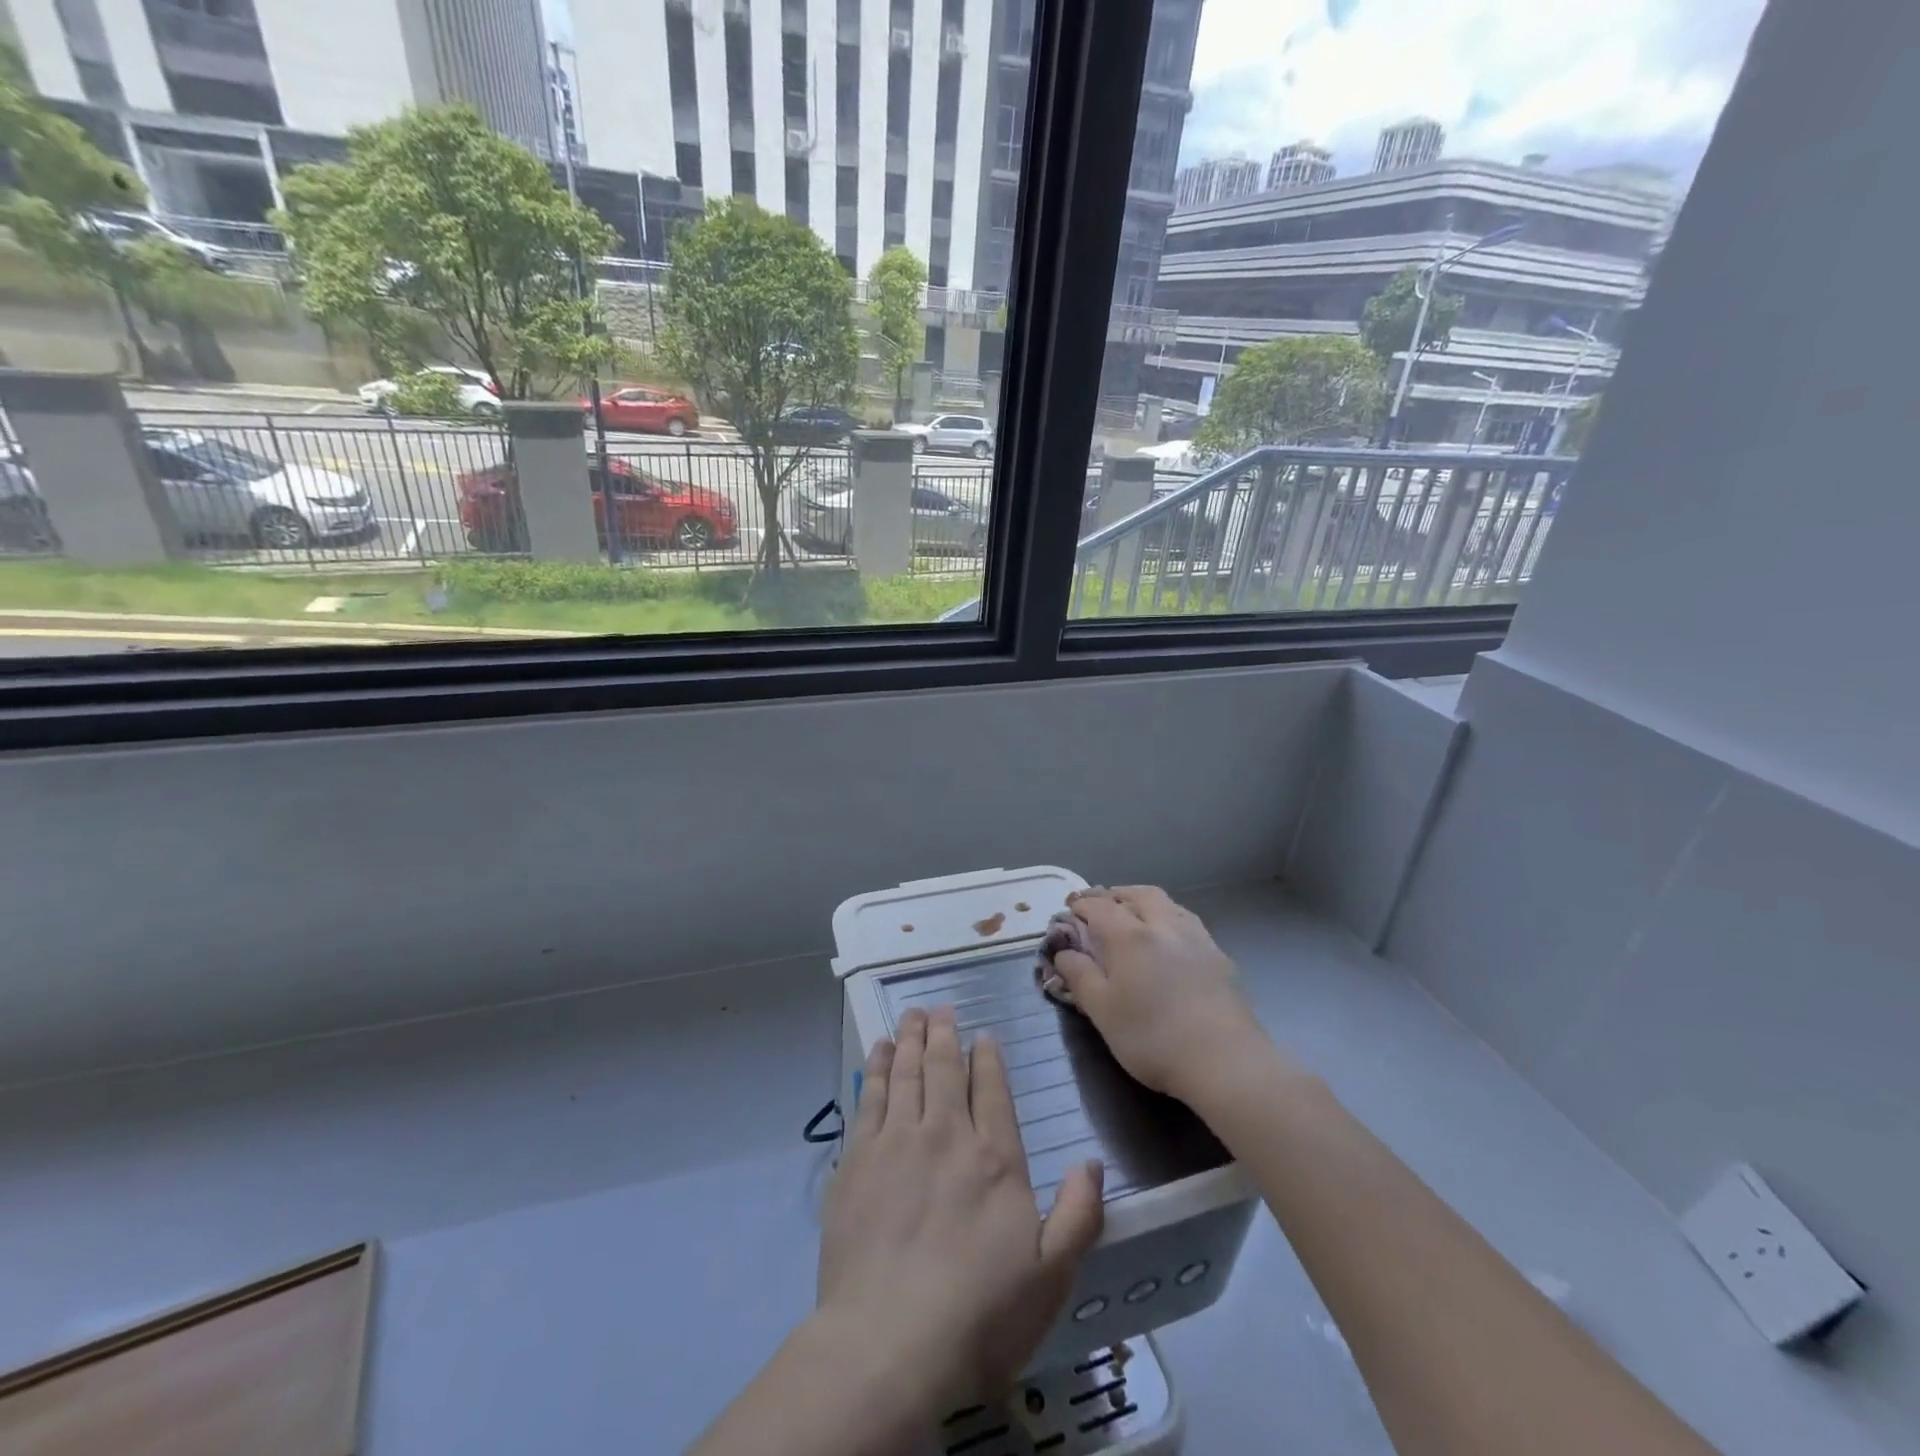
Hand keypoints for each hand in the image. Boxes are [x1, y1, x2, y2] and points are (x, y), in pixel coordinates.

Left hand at [816, 1006, 1104, 1416]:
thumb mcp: (1050, 1278)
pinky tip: (879, 1051)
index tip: (982, 1036)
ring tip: (912, 1015)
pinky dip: (877, 1067)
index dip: (986, 1058)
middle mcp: (945, 1135)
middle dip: (944, 1033)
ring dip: (910, 1038)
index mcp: (994, 1158)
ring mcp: (896, 1142)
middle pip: (943, 1067)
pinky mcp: (857, 1159)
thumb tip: (1092, 1162)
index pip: (991, 1088)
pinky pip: (870, 1096)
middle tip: (941, 1008)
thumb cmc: (977, 1316)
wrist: (887, 1344)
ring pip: (906, 1072)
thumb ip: (1078, 1215)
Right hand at [1050, 886, 1276, 1104]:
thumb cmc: (1152, 1038)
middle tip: (1101, 907)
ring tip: (1134, 916)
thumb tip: (1063, 952)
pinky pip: (1188, 921)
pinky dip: (1169, 918)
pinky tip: (1169, 939)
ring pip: (1167, 903)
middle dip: (1115, 895)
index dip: (1081, 904)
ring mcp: (1196, 938)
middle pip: (1137, 894)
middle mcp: (1163, 925)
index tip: (1069, 909)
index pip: (1099, 906)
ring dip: (1144, 902)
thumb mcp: (1102, 1012)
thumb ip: (1079, 976)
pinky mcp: (1219, 956)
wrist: (1225, 1062)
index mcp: (1129, 936)